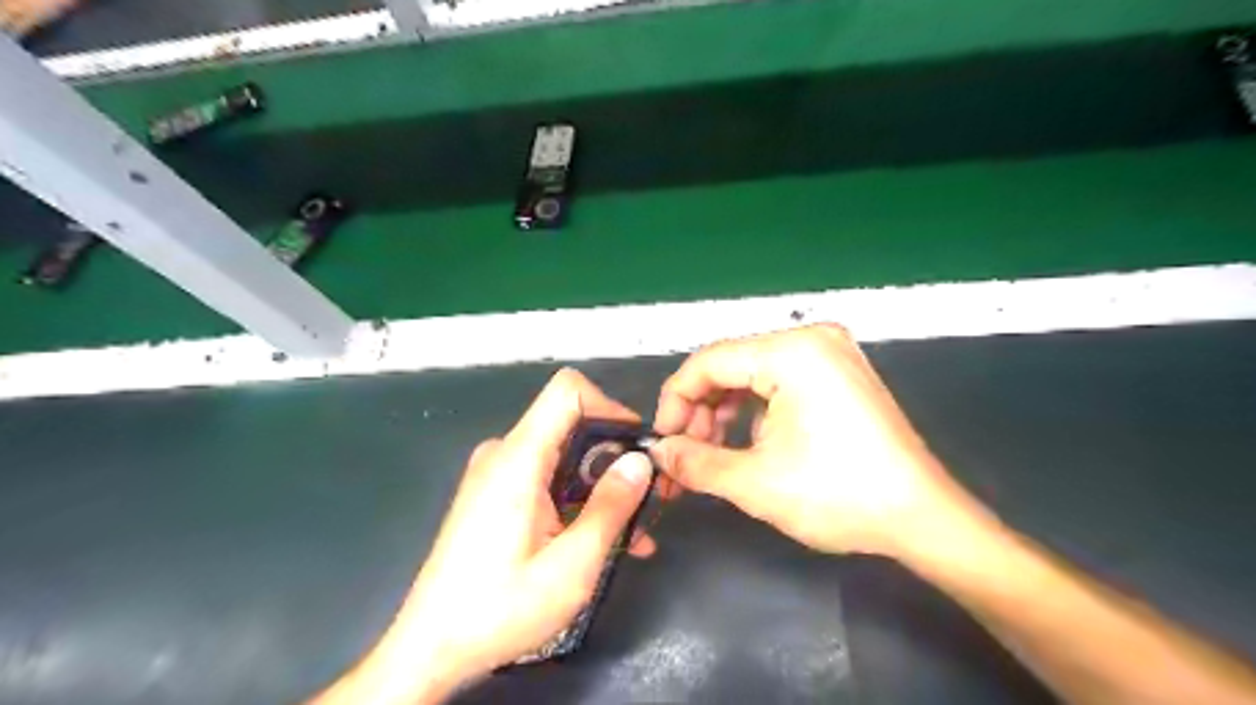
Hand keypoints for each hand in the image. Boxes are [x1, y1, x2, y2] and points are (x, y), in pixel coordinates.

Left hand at [310, 369, 658, 704]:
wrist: (431, 648)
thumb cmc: (500, 609)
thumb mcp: (571, 565)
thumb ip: (610, 507)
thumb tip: (640, 462)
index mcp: (518, 459)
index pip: (568, 391)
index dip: (610, 407)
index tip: (637, 449)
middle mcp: (504, 454)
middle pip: (571, 425)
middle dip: (615, 458)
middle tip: (649, 499)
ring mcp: (497, 474)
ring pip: (564, 457)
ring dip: (601, 487)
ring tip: (635, 534)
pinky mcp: (495, 495)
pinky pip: (547, 479)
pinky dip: (578, 500)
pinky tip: (602, 540)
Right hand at [648, 325, 991, 560]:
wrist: (923, 518)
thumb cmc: (840, 495)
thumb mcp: (755, 482)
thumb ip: (695, 462)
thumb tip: (659, 451)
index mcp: (791, 351)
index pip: (708, 361)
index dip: (676, 400)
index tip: (663, 440)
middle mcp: (811, 339)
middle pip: (730, 365)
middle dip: (701, 410)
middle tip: (687, 454)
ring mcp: (831, 353)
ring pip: (753, 374)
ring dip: (725, 412)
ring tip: (714, 454)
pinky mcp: (840, 372)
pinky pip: (780, 381)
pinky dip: (755, 410)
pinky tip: (751, 443)